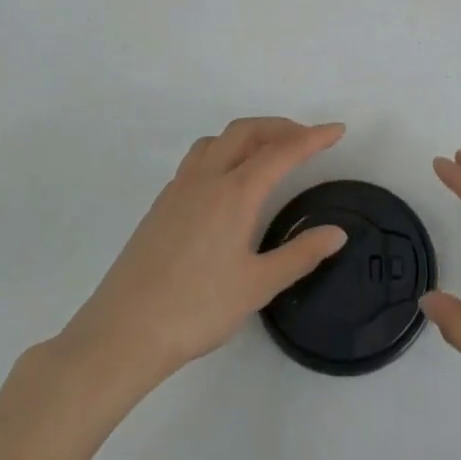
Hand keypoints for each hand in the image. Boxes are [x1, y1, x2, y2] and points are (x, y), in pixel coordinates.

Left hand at [59, 119, 347, 389]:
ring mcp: (178, 189)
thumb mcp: (258, 286)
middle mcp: (206, 179)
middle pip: (246, 131)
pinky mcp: (161, 205)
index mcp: (234, 193)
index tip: (337, 130)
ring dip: (248, 135)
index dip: (313, 138)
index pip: (281, 152)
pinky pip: (198, 159)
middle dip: (280, 127)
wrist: (123, 332)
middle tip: (307, 140)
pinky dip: (224, 152)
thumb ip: (300, 254)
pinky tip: (228, 184)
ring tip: (269, 153)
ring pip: (217, 141)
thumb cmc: (196, 309)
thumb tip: (337, 232)